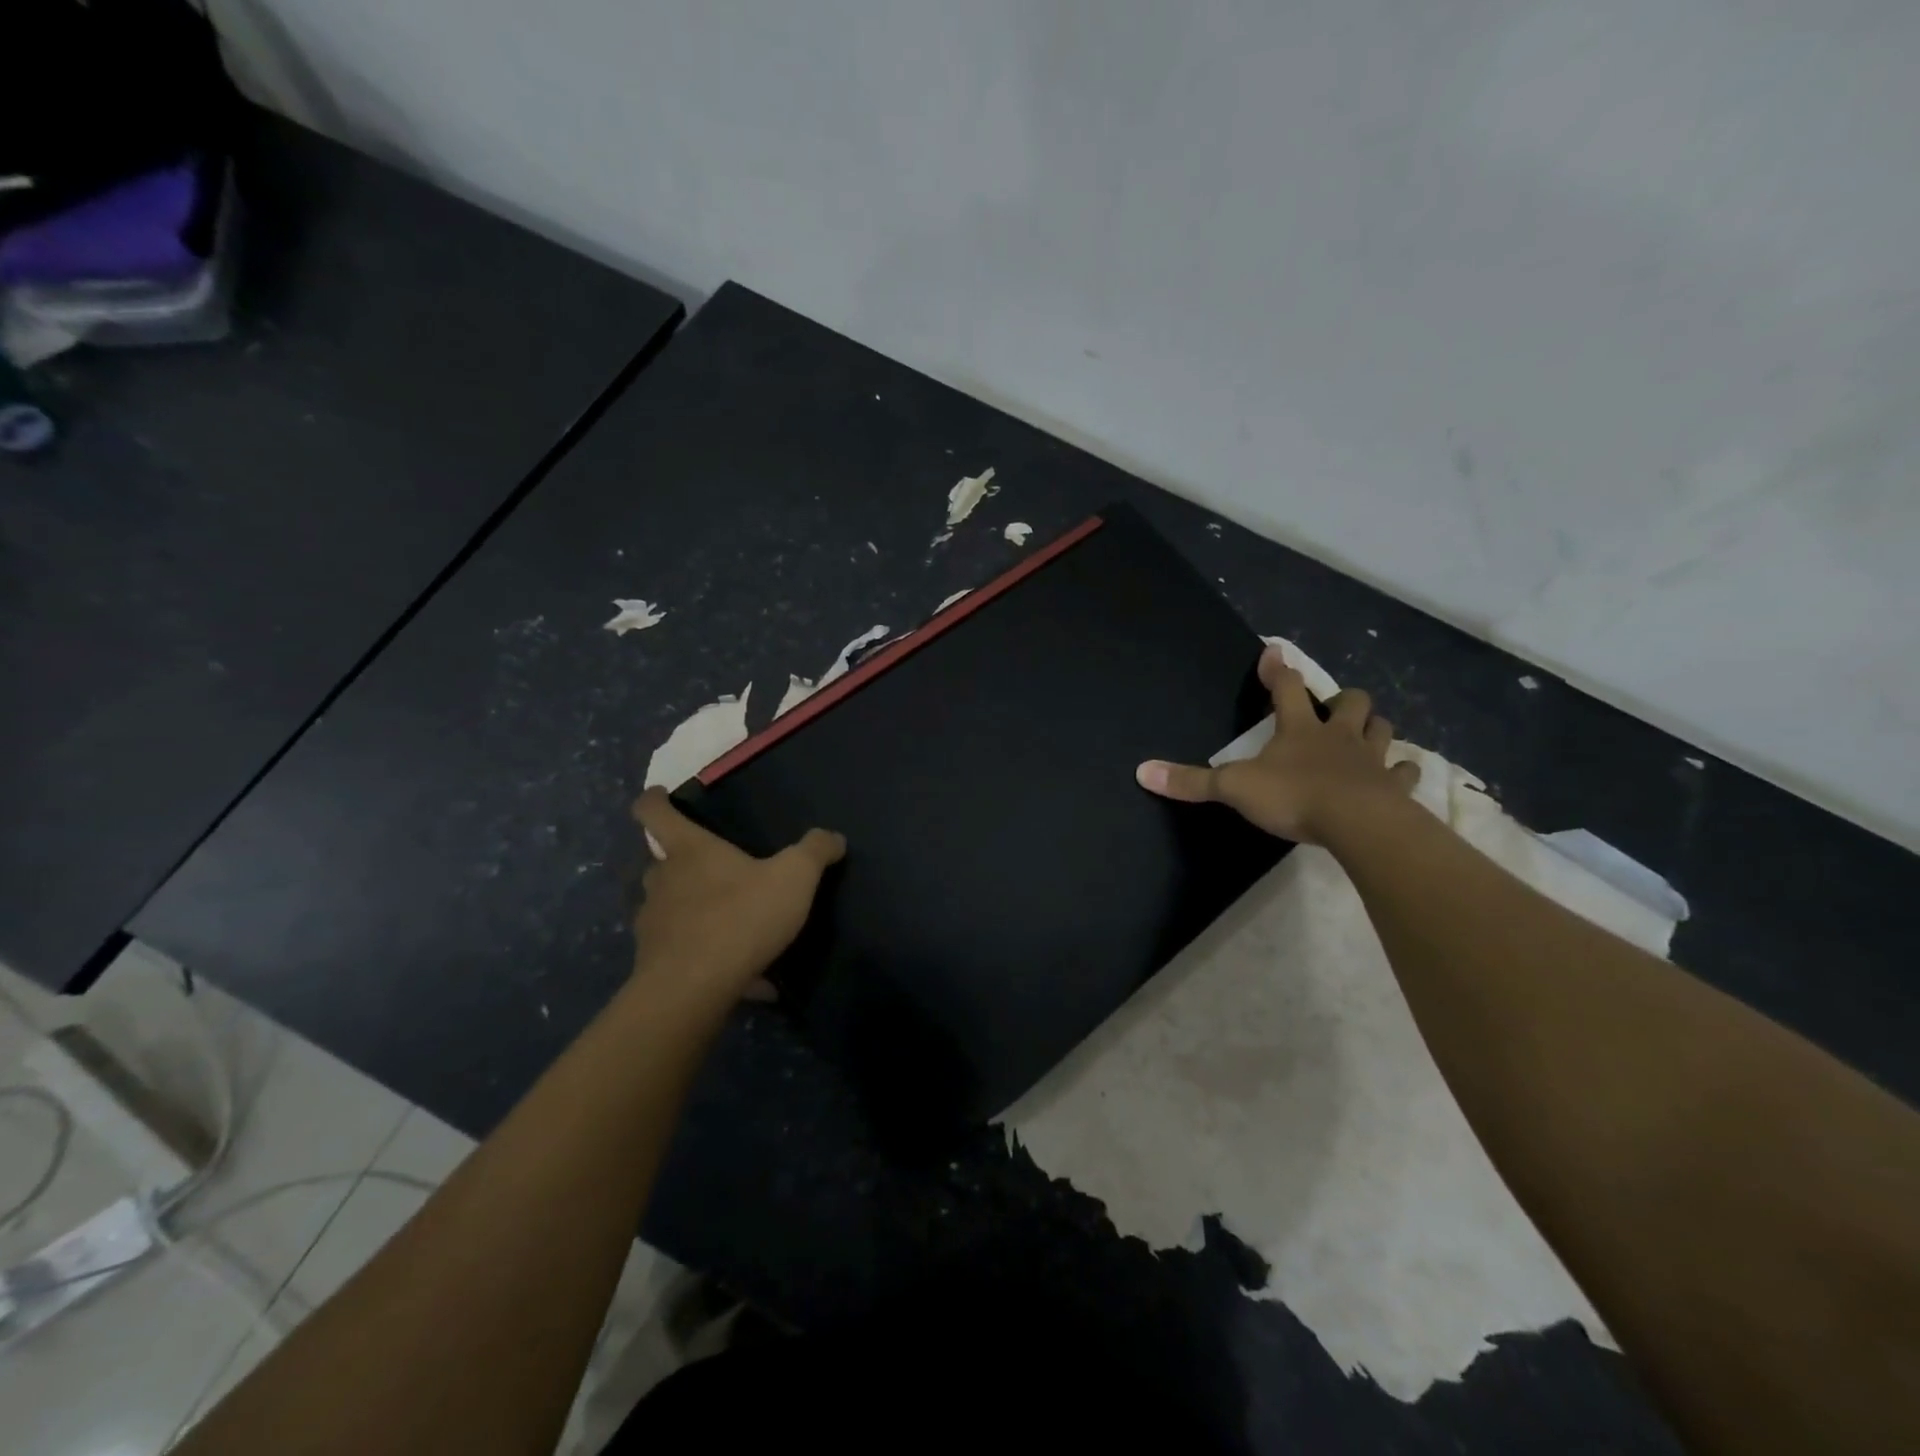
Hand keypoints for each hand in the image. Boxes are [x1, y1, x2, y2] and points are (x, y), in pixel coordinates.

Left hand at [629, 788, 845, 1001]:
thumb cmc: (740, 916)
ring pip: (670, 908)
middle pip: (661, 862)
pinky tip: (750, 978)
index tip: (661, 795)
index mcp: (689, 850)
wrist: (693, 989)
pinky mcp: (656, 964)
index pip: (653, 811)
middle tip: (716, 868)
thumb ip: (814, 852)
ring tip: (735, 929)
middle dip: (682, 862)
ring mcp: (654, 924)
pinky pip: (687, 954)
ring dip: (695, 912)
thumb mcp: (793, 877)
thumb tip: (833, 837)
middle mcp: (663, 881)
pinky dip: (712, 960)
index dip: (655, 799)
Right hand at [1135, 644, 1419, 844]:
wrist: (1357, 823)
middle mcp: (1338, 736)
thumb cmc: (1294, 797)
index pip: (1285, 689)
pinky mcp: (1394, 787)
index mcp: (1298, 730)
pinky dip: (1404, 771)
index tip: (1273, 649)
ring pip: (1382, 730)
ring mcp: (1371, 760)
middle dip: (1342, 700)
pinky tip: (1401, 774)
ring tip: (1367, 733)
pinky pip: (1406, 772)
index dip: (1277, 668)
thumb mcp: (1234, 788)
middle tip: (1333, 708)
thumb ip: (1190, 782)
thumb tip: (1141, 771)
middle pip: (1350, 703)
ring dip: (1375, 727)